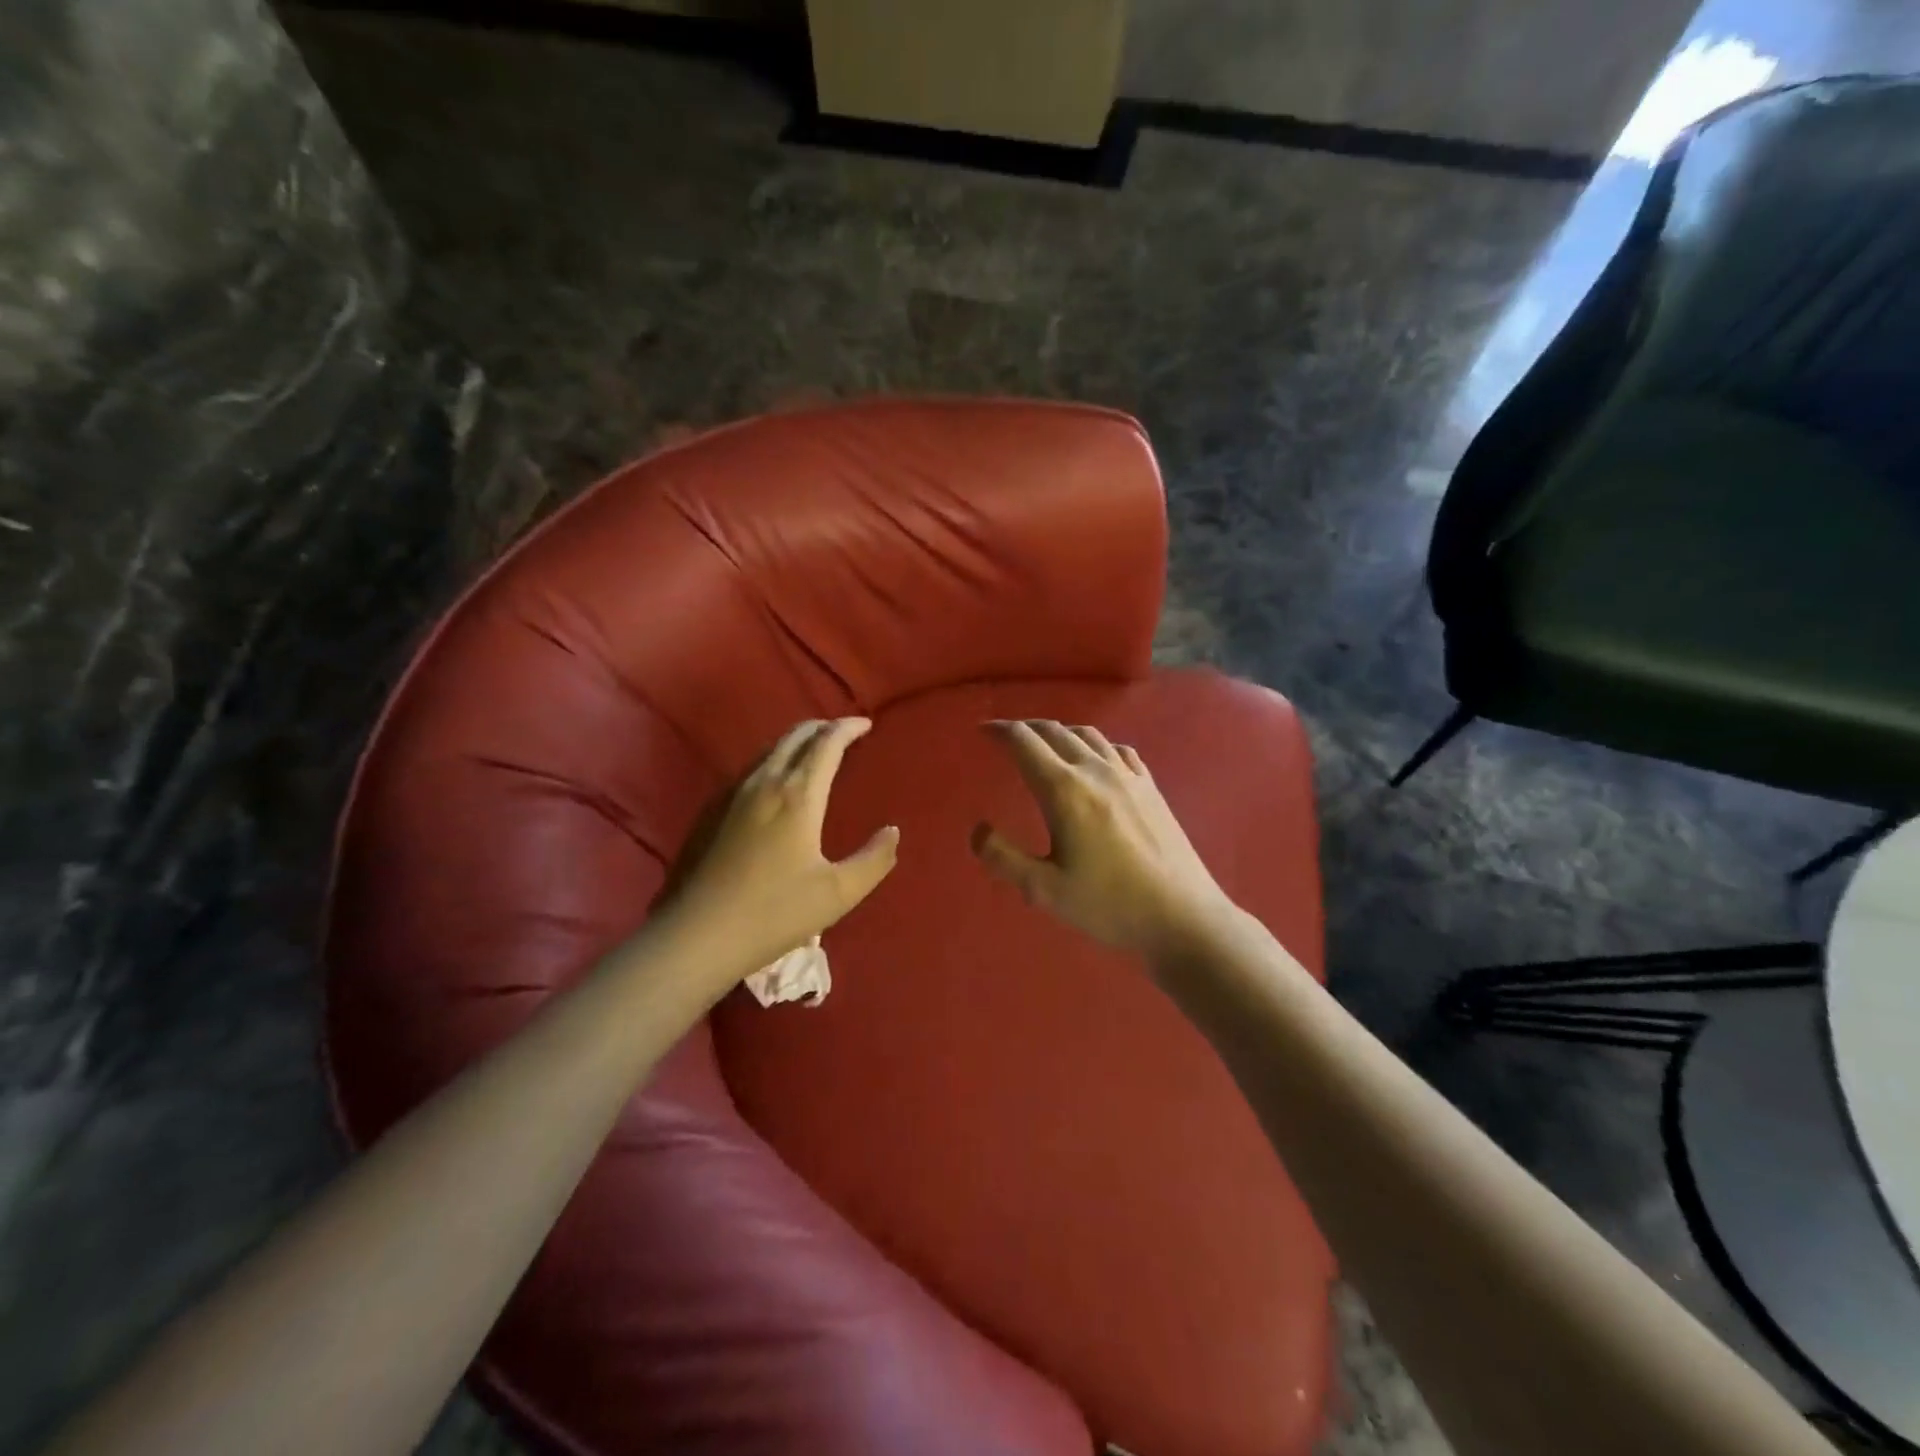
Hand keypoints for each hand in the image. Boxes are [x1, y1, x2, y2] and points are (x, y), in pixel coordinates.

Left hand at [671, 717, 899, 974]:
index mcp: (798, 795)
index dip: (848, 728)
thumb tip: (892, 831)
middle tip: (843, 732)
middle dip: (822, 727)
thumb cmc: (775, 912)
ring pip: (769, 749)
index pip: (826, 744)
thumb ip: (874, 860)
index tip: (866, 724)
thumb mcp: (839, 893)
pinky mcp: (714, 812)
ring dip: (796, 741)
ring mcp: (734, 795)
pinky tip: (776, 781)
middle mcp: (765, 783)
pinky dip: (775, 758)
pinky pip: (752, 768)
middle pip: (794, 737)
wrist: (701, 934)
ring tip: (815, 750)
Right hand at [971, 720, 1240, 966]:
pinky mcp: (1151, 787)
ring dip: (1058, 732)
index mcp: (1064, 790)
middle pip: (1054, 731)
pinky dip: (1094, 744)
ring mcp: (1128, 776)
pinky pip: (1117, 749)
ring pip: (1087, 735)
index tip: (982, 731)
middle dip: (1024, 728)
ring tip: (1044, 742)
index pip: (1024, 742)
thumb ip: (1003, 858)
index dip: (999, 730)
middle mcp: (1095, 770)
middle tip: (1005, 735)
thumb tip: (978, 829)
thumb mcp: (1044, 891)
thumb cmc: (1109, 905)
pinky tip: (1095, 758)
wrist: (1183, 917)